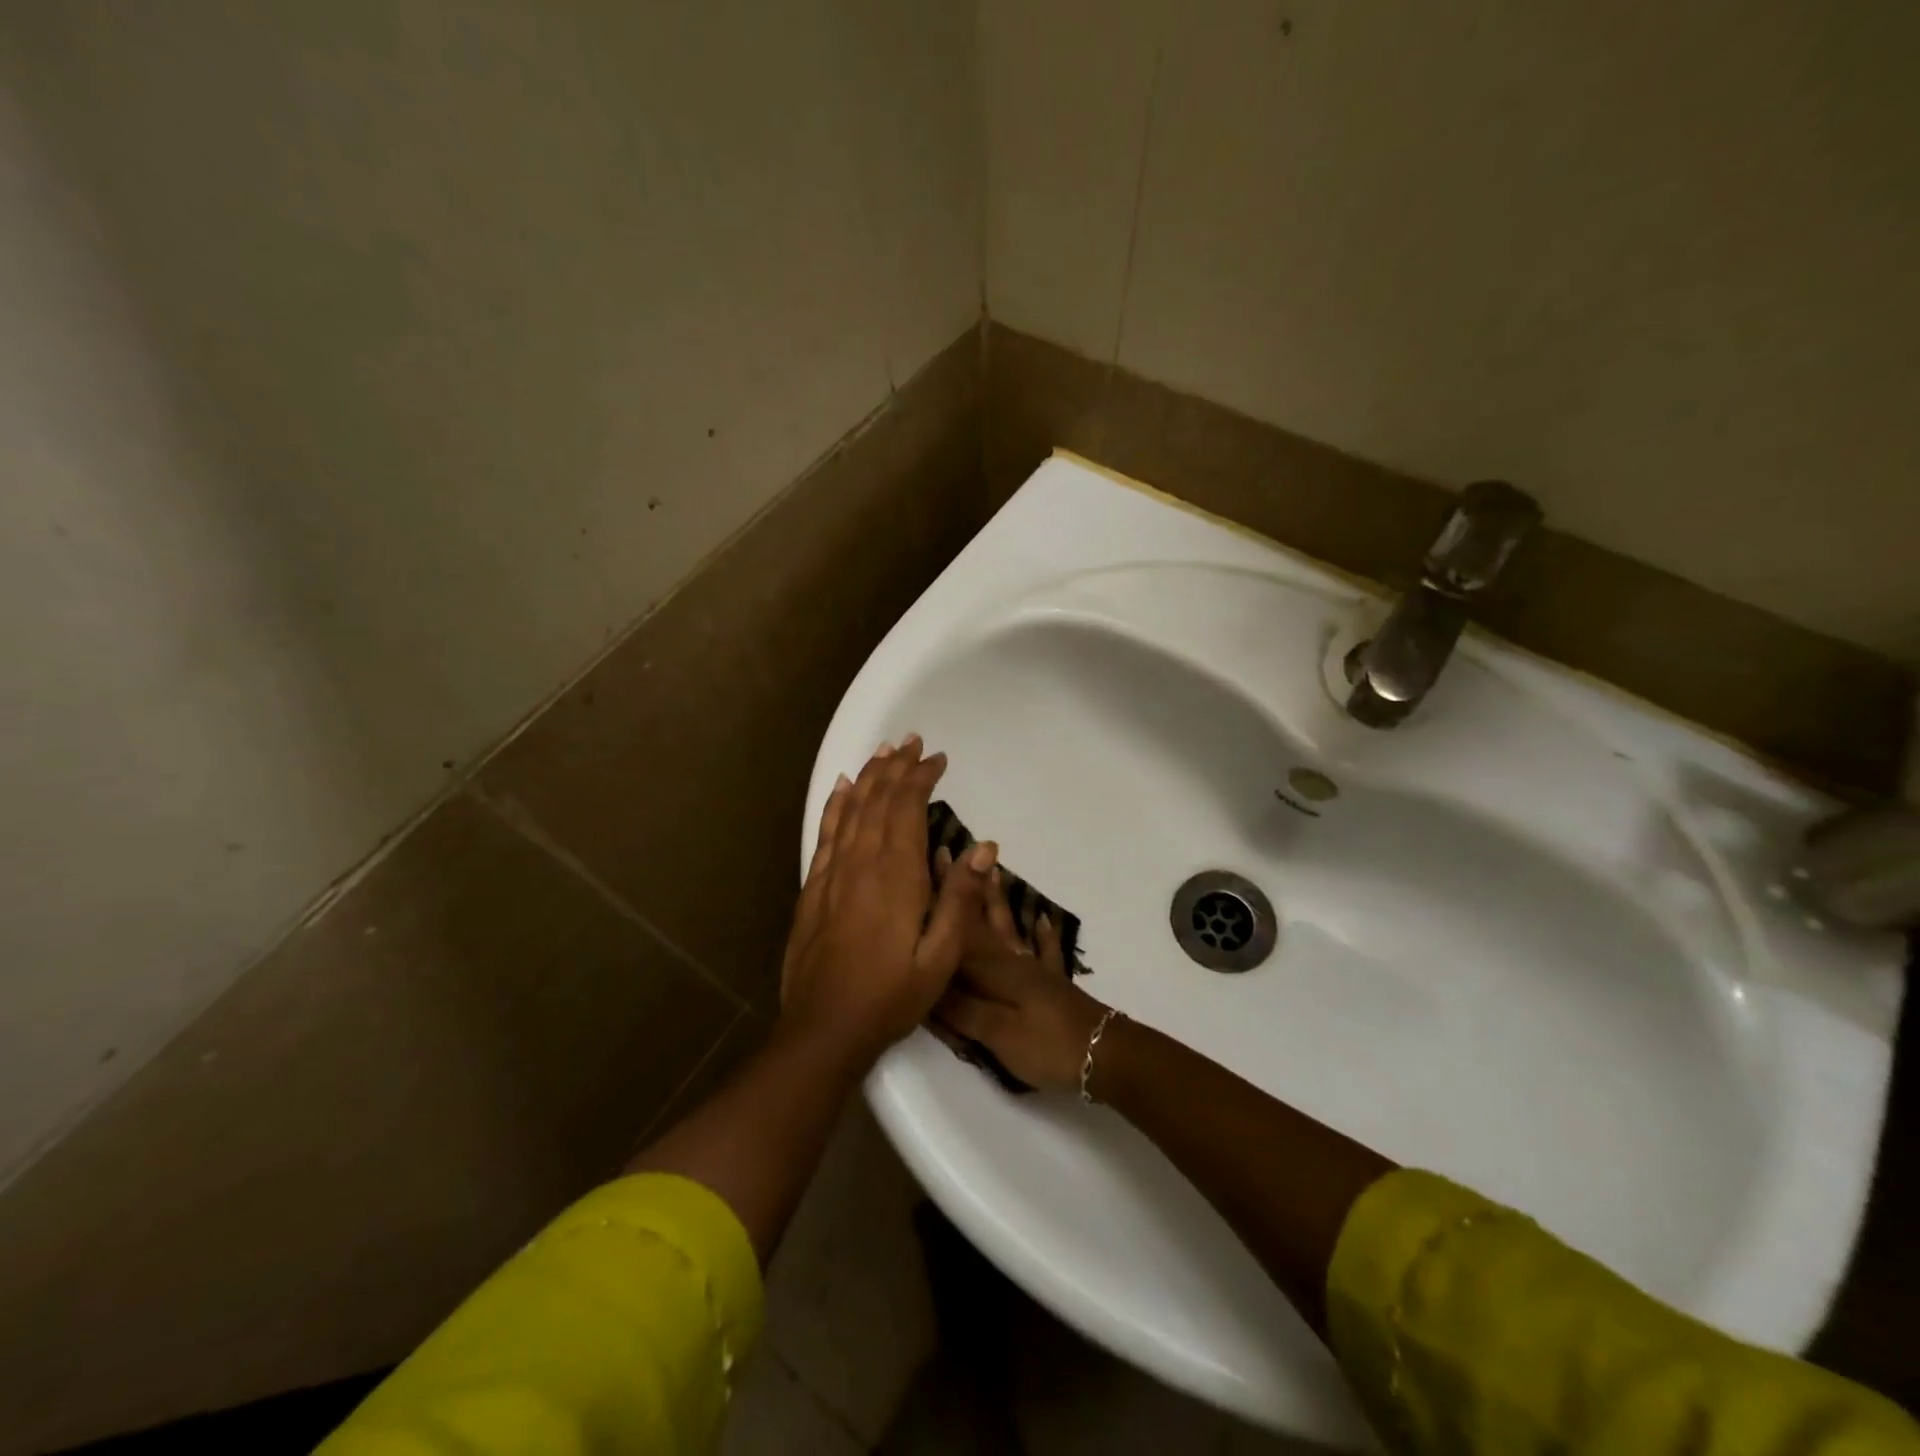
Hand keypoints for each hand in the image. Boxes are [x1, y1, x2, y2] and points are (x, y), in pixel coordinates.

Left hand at [780, 736, 997, 1064]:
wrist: (824, 1029)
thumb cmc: (891, 996)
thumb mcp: (941, 958)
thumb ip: (960, 900)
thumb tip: (982, 848)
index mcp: (896, 876)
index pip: (908, 809)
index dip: (921, 778)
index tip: (937, 759)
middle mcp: (862, 863)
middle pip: (879, 800)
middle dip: (897, 767)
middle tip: (912, 741)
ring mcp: (833, 873)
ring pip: (851, 809)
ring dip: (868, 777)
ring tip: (883, 751)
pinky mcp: (813, 888)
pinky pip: (825, 833)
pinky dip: (835, 805)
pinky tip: (841, 788)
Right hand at [931, 873, 1109, 1091]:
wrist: (1103, 1054)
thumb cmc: (1045, 1043)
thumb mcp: (995, 1032)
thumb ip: (959, 1009)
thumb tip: (924, 981)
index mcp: (992, 969)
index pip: (958, 927)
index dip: (941, 897)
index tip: (927, 862)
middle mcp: (1011, 961)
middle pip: (981, 920)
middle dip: (964, 889)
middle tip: (950, 855)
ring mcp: (1035, 970)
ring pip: (1011, 928)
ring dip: (998, 901)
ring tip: (993, 871)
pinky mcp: (1053, 985)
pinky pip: (1045, 952)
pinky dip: (1043, 934)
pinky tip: (1044, 918)